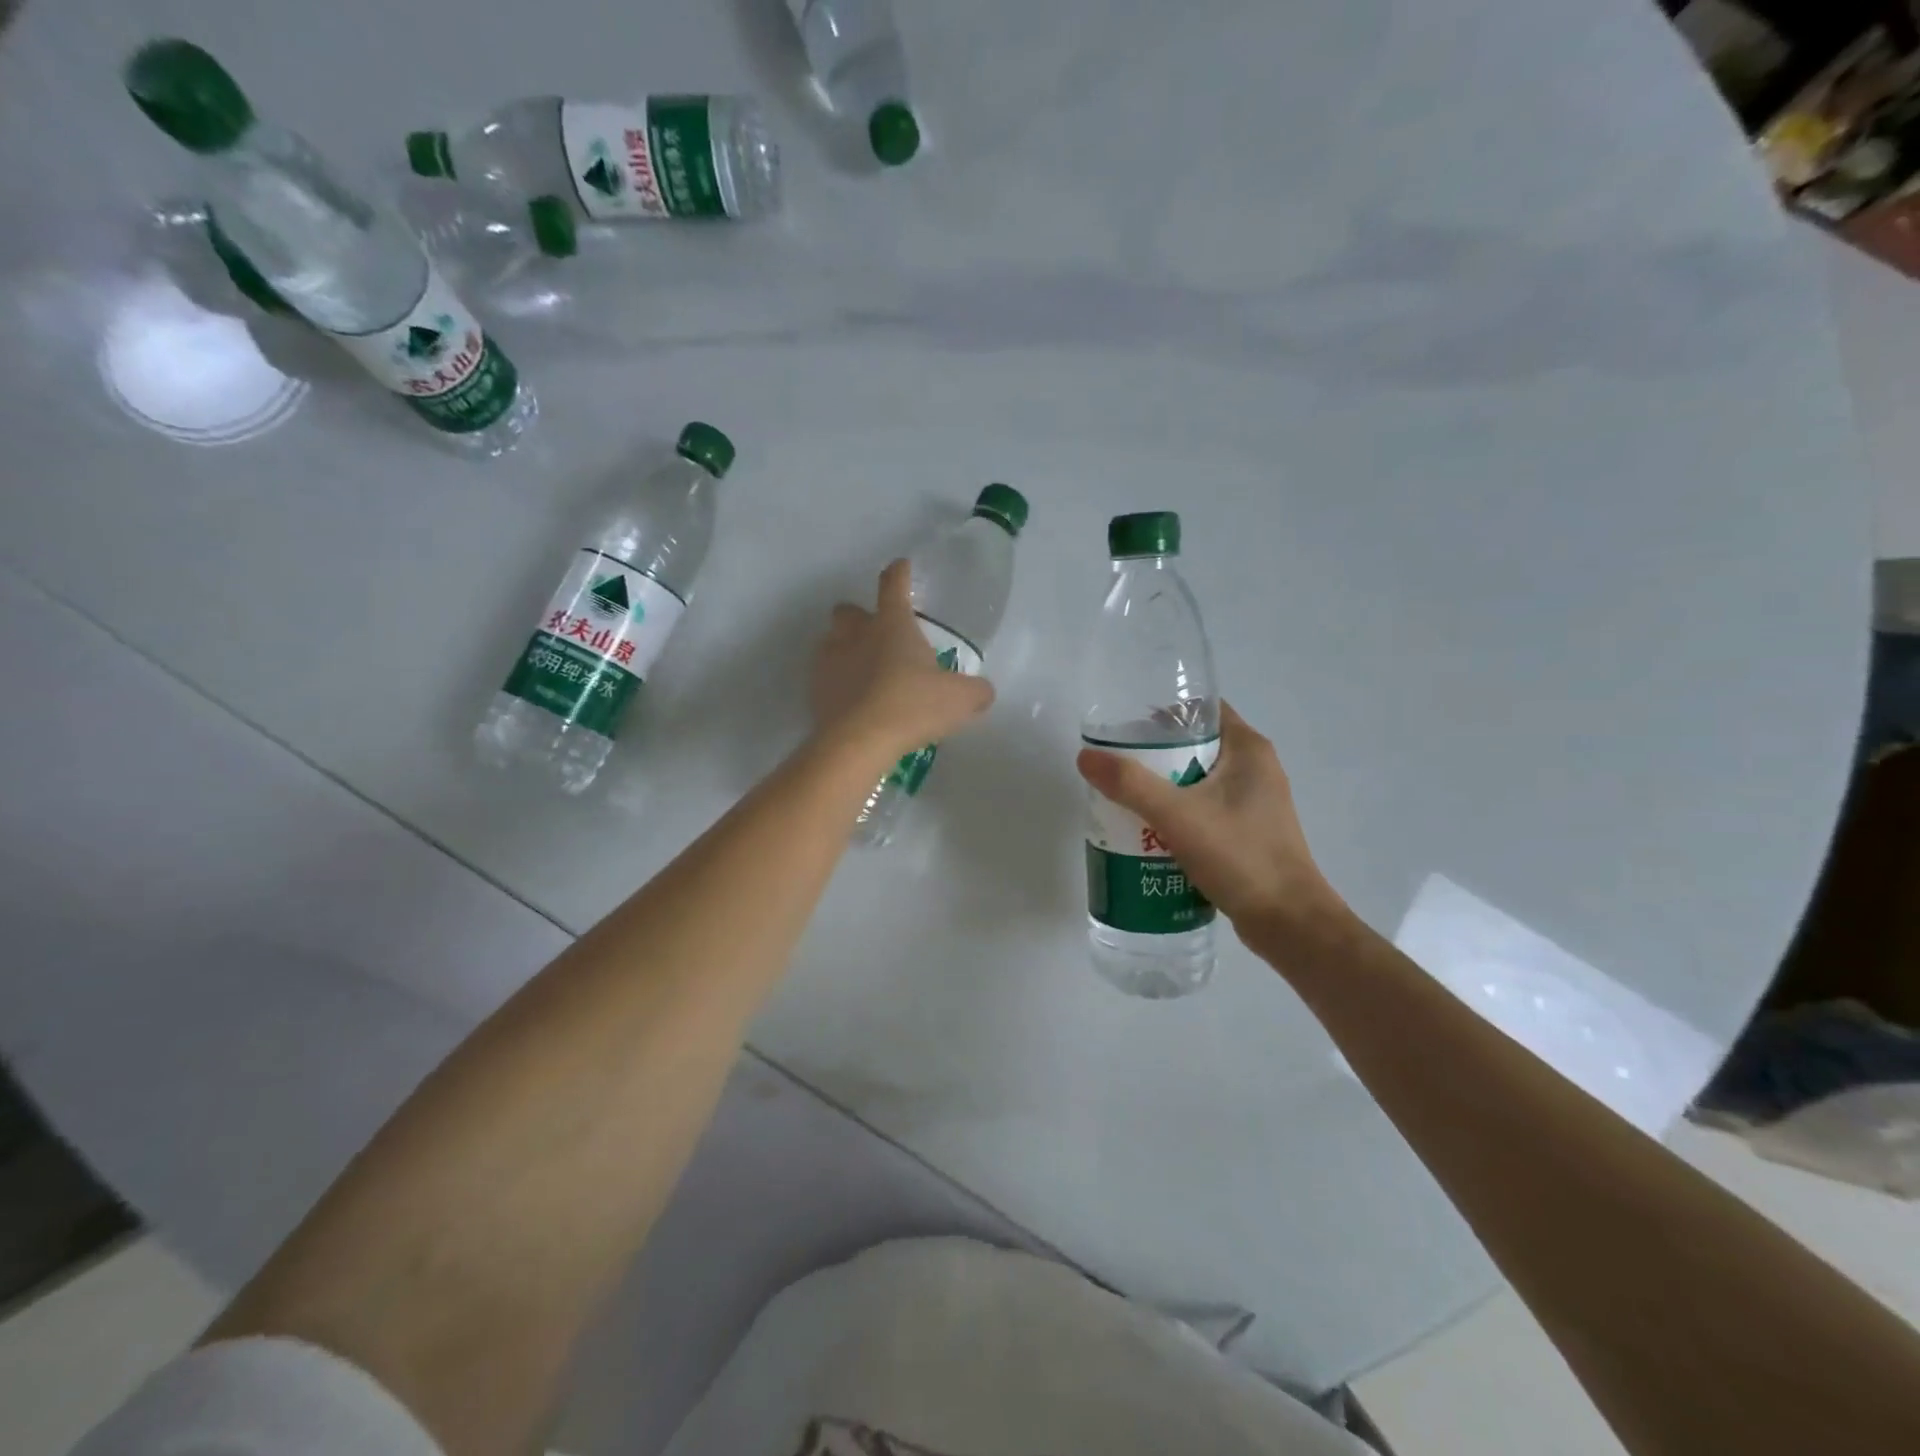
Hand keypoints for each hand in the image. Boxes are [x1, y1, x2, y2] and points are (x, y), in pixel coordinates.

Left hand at [811, 560, 995, 761]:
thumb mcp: (960, 699)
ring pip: (831, 641)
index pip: (893, 584)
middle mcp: (856, 633)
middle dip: (861, 617)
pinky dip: (837, 684)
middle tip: (880, 636)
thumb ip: (976, 691)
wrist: (858, 742)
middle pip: (849, 610)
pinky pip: (824, 677)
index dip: (900, 573)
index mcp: (892, 624)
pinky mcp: (814, 690)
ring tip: (864, 673)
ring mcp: (830, 661)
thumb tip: (982, 691)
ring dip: (845, 650)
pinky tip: (852, 703)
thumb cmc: (912, 706)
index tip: (902, 567)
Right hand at [1076, 702, 1346, 946]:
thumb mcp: (1178, 815)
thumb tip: (1085, 757)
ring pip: (1197, 781)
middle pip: (1195, 746)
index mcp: (1249, 750)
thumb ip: (1130, 784)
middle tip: (1117, 768)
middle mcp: (1256, 769)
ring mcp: (1254, 803)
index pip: (1202, 711)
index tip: (1125, 727)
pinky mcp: (1248, 832)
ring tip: (1124, 799)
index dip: (1163, 713)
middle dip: (1154, 755)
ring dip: (1163, 788)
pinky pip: (1204, 810)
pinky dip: (1177, 814)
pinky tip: (1149, 832)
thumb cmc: (1240, 857)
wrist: (1288, 923)